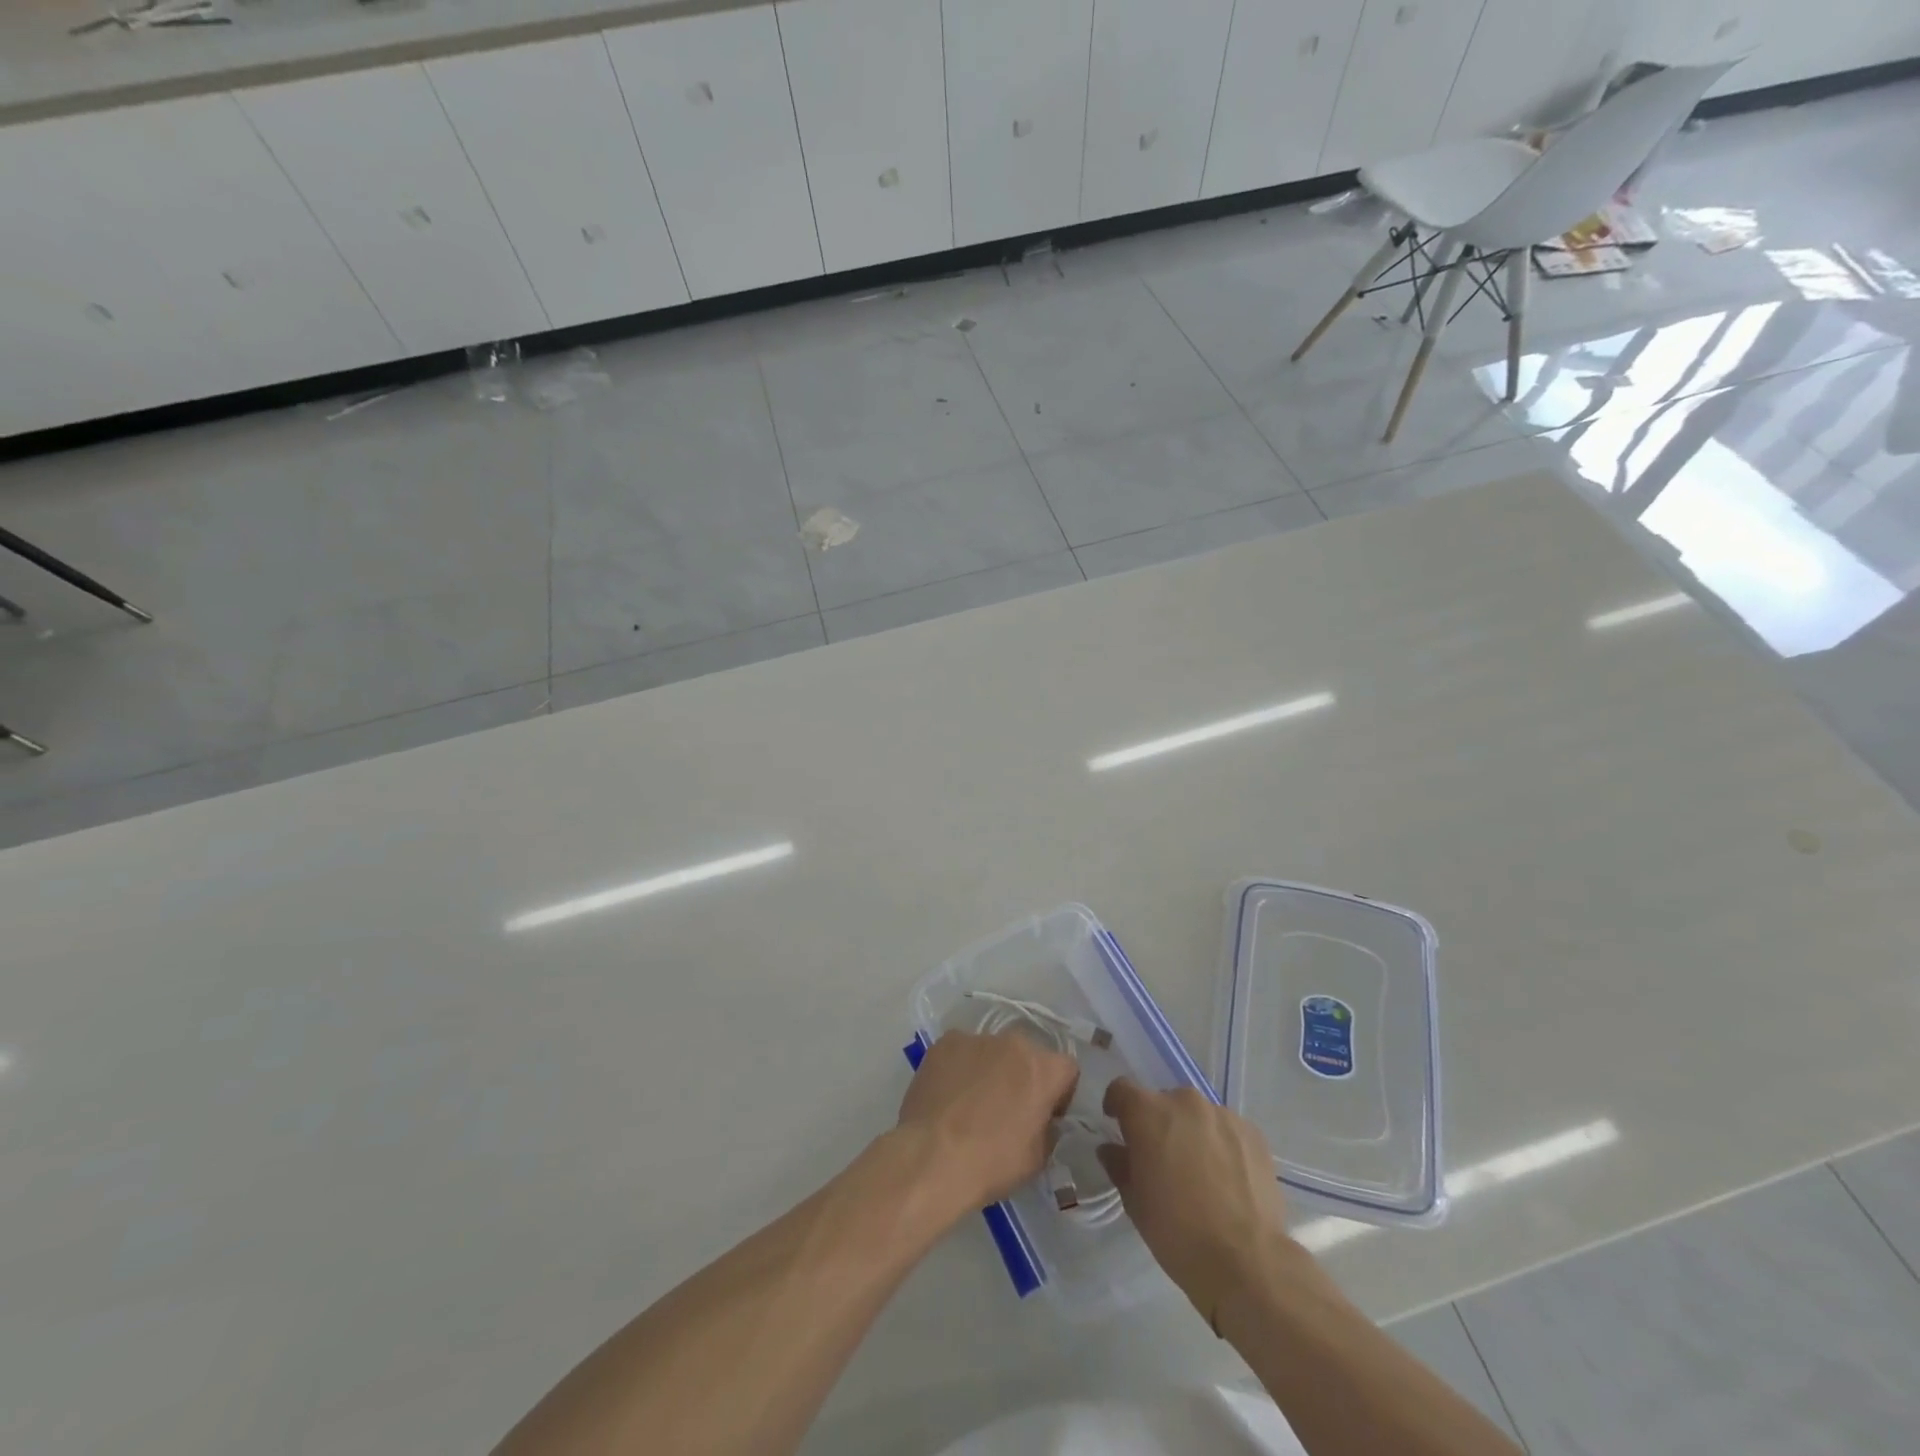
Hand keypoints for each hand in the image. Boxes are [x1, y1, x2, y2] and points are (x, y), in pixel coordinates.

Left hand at [897, 1030, 1078, 1210]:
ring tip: (971, 1102)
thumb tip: (1041, 1118)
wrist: (933, 1156)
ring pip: (993, 1051)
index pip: (1066, 1069)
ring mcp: (976, 1038)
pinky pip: (962, 1051)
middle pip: (1027, 1055)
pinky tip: (949, 1094)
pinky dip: (960, 1067)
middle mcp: (1014, 1042)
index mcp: (1043, 1069)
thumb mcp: (1038, 1157)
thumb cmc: (992, 1162)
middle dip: (1023, 1077)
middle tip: (1007, 1109)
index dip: (1060, 1093)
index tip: (1046, 1115)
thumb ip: (1047, 1126)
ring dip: (991, 1070)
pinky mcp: (946, 1042)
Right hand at [1097, 1080, 1293, 1326]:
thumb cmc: (1178, 1232)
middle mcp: (1184, 1102)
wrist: (1247, 1262)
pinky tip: (1227, 1179)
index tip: (1118, 1125)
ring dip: (1192, 1133)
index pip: (1122, 1089)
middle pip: (1163, 1102)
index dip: (1117, 1106)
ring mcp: (1222, 1115)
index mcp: (1148, 1112)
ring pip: (1197, 1115)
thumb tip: (1112, 1149)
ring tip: (1200, 1172)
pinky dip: (1221, 1144)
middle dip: (1158, 1124)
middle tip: (1163, 1159)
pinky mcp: (1253, 1133)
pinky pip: (1226, 1129)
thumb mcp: (1135, 1203)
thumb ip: (1120, 1165)